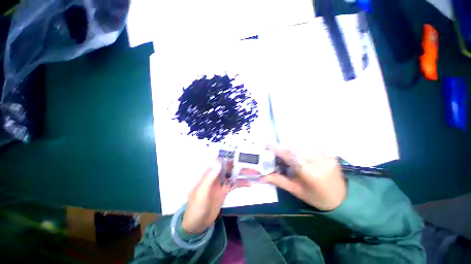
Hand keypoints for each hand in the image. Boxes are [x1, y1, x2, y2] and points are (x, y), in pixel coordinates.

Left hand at [182, 160, 250, 233]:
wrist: (197, 224)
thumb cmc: (196, 207)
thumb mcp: (202, 192)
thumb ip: (209, 177)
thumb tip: (219, 161)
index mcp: (208, 174)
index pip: (218, 162)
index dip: (228, 157)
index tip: (239, 156)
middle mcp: (215, 176)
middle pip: (227, 168)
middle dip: (237, 165)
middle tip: (250, 164)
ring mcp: (220, 183)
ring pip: (232, 175)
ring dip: (241, 173)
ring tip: (253, 172)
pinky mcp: (224, 191)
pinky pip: (233, 184)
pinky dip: (241, 183)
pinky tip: (249, 182)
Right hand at [260, 144, 346, 210]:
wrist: (342, 199)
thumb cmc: (316, 198)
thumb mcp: (296, 191)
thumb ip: (279, 181)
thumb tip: (261, 177)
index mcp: (311, 174)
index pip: (291, 156)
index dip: (278, 149)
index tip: (268, 144)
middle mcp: (320, 162)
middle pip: (296, 148)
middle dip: (284, 148)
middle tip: (276, 151)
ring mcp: (327, 156)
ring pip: (302, 146)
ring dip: (292, 148)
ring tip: (288, 155)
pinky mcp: (330, 154)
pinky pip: (311, 147)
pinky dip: (302, 150)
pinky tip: (301, 156)